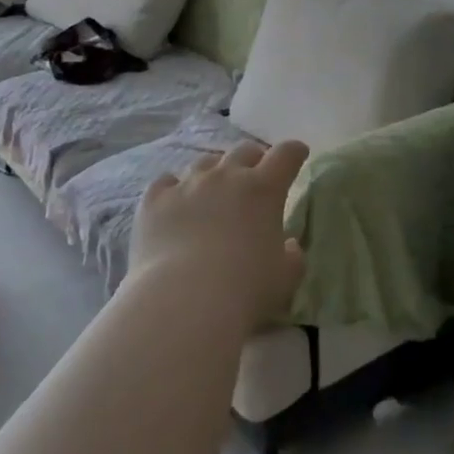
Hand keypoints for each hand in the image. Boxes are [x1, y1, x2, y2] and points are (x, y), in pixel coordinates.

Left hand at [130, 140, 308, 329]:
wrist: (183, 302)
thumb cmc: (245, 289)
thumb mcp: (285, 277)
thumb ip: (292, 255)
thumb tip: (289, 245)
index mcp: (263, 189)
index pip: (286, 154)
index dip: (294, 152)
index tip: (298, 154)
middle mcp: (226, 176)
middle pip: (244, 151)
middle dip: (255, 158)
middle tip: (256, 175)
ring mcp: (187, 185)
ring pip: (205, 162)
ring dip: (215, 171)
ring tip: (214, 189)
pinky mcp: (155, 201)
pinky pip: (166, 182)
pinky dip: (173, 188)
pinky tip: (174, 200)